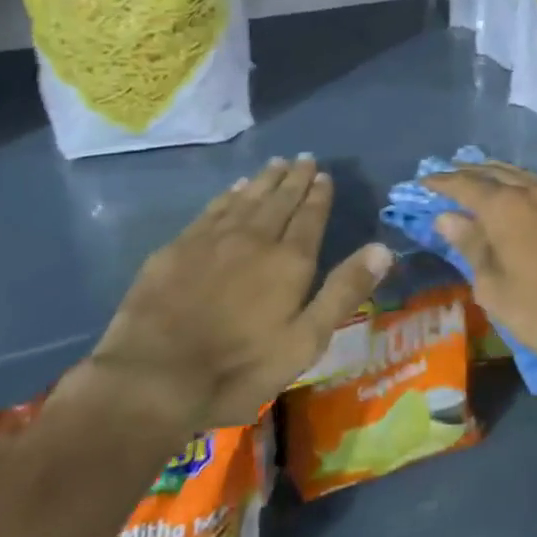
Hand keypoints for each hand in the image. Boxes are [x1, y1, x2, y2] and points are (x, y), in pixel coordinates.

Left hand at [82, 157, 392, 430]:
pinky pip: (212, 209)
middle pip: (280, 200)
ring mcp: (213, 239)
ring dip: (264, 180)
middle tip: (304, 158)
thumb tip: (383, 248)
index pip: (310, 217)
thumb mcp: (304, 342)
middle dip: (295, 179)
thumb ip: (343, 292)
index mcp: (289, 261)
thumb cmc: (238, 368)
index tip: (324, 175)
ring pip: (247, 199)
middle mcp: (255, 238)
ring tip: (277, 164)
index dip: (319, 195)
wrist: (153, 377)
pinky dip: (228, 195)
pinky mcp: (179, 247)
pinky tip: (234, 189)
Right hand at [421, 161, 536, 381]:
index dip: (443, 181)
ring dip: (509, 182)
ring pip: (533, 181)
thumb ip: (471, 246)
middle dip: (474, 172)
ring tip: (495, 187)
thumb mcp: (495, 289)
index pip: (466, 185)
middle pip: (500, 173)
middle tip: (456, 173)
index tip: (426, 180)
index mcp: (508, 208)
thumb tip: (447, 217)